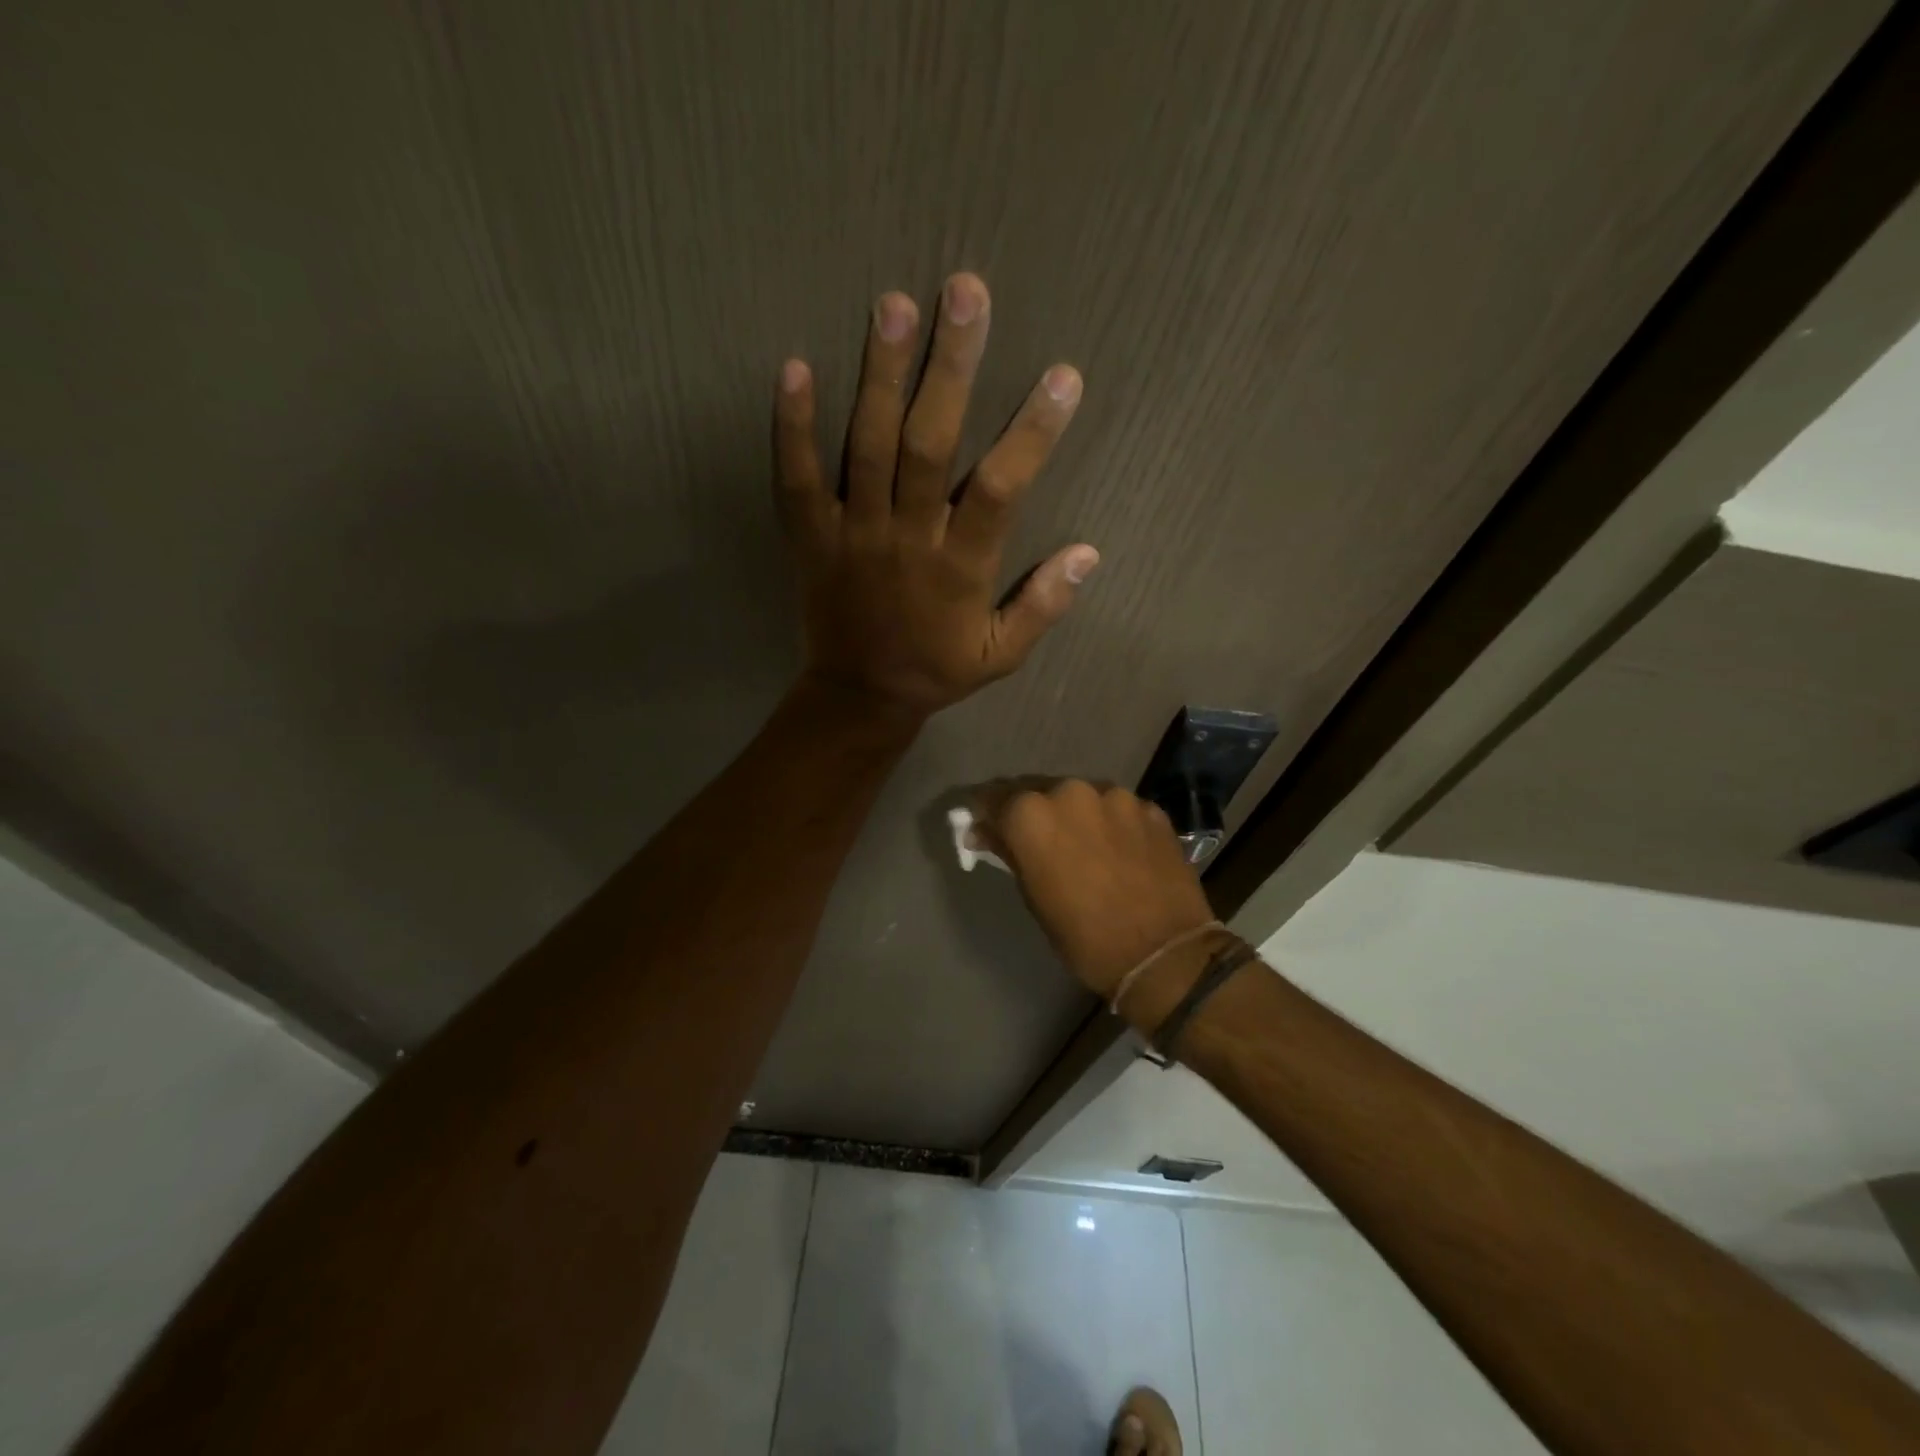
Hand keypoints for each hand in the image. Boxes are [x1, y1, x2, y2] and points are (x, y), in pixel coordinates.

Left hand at [773, 274, 1098, 717]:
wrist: (858, 695)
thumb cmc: (936, 670)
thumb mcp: (1001, 655)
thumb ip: (1044, 605)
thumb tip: (1089, 553)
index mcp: (959, 568)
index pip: (1002, 489)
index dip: (1033, 432)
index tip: (1062, 376)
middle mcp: (907, 539)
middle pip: (929, 445)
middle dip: (950, 369)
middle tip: (964, 293)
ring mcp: (853, 534)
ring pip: (867, 447)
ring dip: (880, 376)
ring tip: (894, 305)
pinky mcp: (812, 537)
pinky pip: (797, 479)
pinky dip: (792, 427)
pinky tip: (795, 366)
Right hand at [975, 780, 1215, 998]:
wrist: (1165, 954)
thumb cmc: (1084, 936)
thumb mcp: (1033, 897)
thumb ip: (1009, 853)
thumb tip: (984, 832)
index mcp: (1031, 814)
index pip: (992, 799)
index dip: (984, 815)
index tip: (983, 830)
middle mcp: (1069, 791)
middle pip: (1038, 792)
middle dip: (1032, 813)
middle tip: (1035, 841)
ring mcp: (1115, 796)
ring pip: (1081, 798)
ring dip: (1074, 816)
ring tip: (1083, 847)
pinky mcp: (1150, 808)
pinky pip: (1118, 810)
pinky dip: (1111, 824)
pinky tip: (1119, 852)